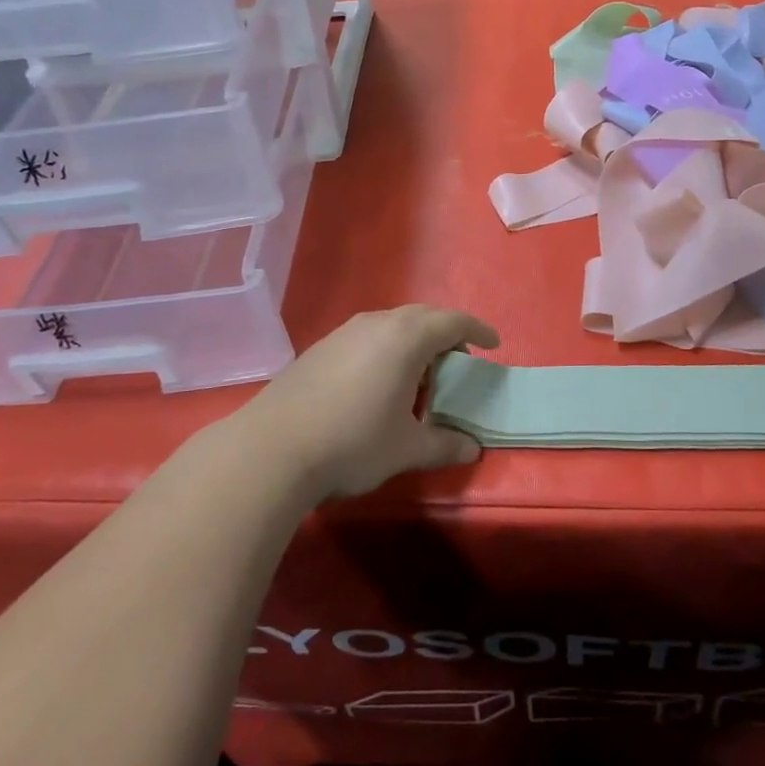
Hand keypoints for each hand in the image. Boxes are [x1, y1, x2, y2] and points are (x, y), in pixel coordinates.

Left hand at [241, 305, 499, 500]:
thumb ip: (444, 444)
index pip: (454, 322)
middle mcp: (377, 323)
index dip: (478, 331)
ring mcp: (345, 332)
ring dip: (414, 342)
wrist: (271, 449)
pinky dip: (386, 349)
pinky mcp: (320, 347)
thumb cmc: (353, 442)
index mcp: (407, 337)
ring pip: (392, 324)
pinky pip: (368, 336)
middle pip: (423, 316)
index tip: (493, 345)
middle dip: (446, 334)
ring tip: (418, 377)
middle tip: (458, 363)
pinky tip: (377, 384)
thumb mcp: (406, 448)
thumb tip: (472, 449)